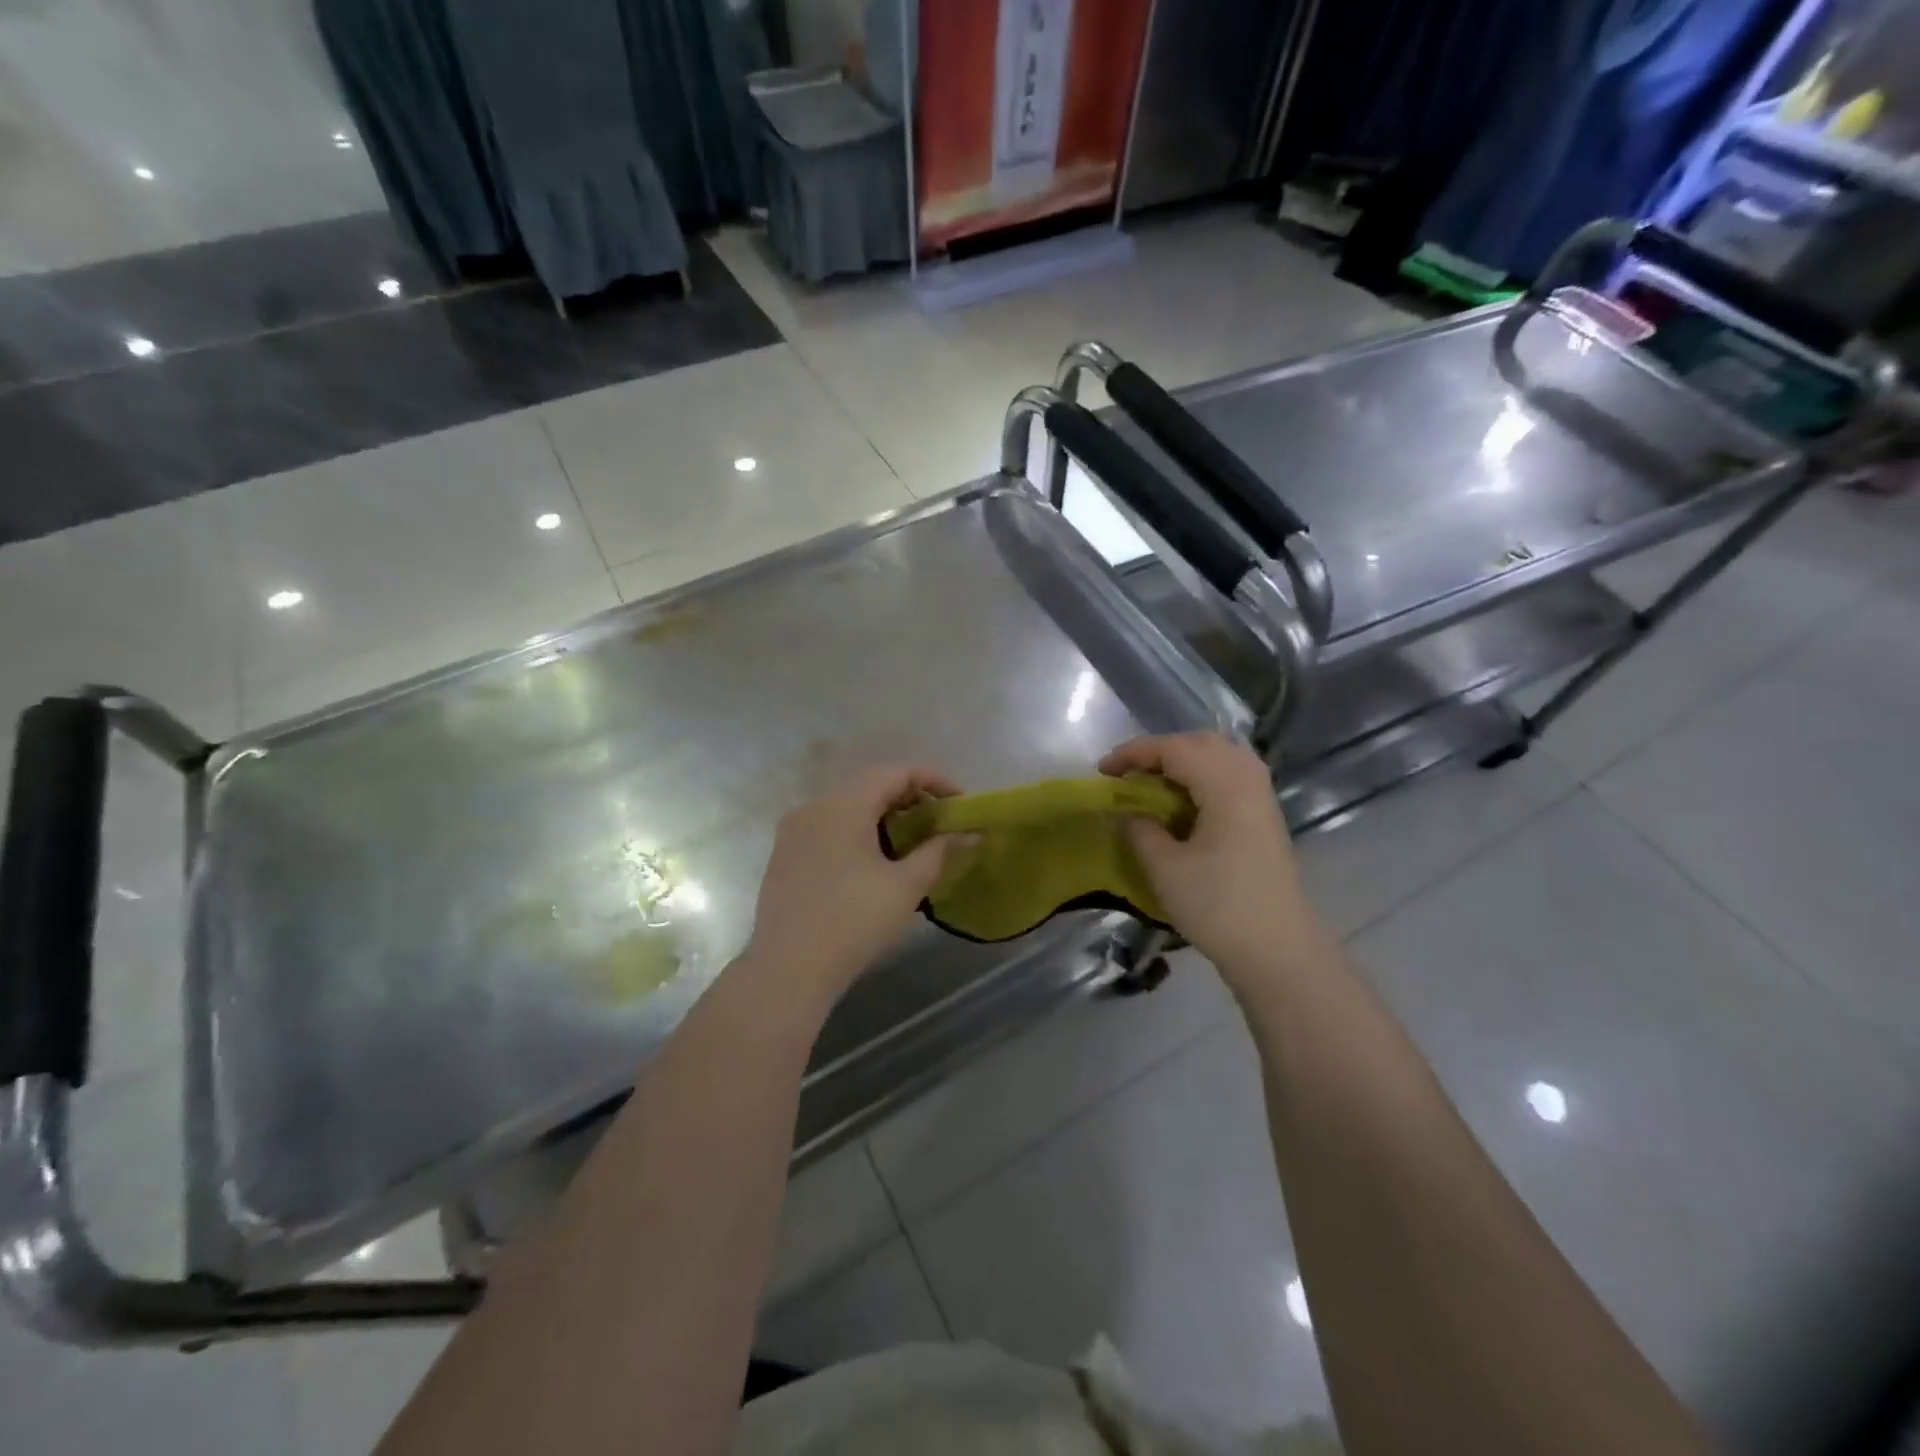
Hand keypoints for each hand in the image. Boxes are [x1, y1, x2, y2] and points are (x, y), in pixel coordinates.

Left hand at [742, 766, 962, 1001]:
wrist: (788, 969)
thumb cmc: (854, 922)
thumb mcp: (906, 886)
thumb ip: (940, 852)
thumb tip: (970, 834)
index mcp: (844, 805)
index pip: (896, 772)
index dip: (934, 780)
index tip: (960, 802)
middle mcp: (815, 806)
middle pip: (870, 784)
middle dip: (910, 796)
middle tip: (940, 821)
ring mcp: (794, 829)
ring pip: (847, 805)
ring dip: (883, 814)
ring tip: (912, 840)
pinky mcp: (785, 853)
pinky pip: (828, 825)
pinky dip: (858, 829)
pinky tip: (874, 859)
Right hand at [1101, 733, 1325, 985]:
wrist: (1279, 952)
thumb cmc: (1219, 907)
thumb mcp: (1166, 869)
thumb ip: (1140, 830)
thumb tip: (1125, 811)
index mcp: (1226, 786)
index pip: (1175, 749)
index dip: (1134, 753)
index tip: (1102, 771)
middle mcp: (1248, 781)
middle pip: (1202, 743)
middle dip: (1160, 750)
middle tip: (1128, 773)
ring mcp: (1262, 799)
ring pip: (1221, 756)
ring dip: (1183, 760)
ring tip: (1153, 782)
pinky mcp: (1265, 819)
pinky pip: (1232, 776)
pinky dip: (1202, 776)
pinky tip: (1183, 801)